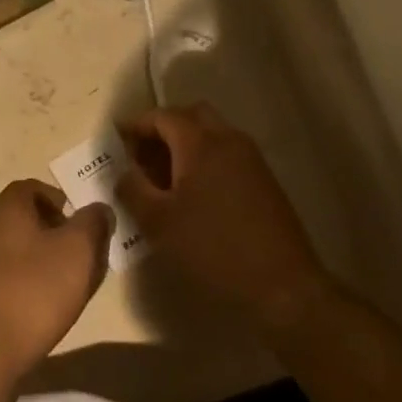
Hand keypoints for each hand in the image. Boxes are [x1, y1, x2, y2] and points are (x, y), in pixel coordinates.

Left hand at [0, 181, 114, 383]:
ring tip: (62, 284)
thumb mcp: (78, 252)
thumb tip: (98, 208)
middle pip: (21, 216)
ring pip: (11, 246)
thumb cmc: (34, 292)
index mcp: (6, 207)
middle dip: (51, 230)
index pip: (32, 187)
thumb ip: (93, 223)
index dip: (59, 200)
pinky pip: (0, 273)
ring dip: (36, 257)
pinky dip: (20, 280)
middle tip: (77, 255)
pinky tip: (36, 307)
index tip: (80, 224)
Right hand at [117, 104, 328, 328]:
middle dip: (163, 128)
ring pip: (211, 132)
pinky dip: (205, 158)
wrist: (283, 285)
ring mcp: (250, 158)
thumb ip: (132, 189)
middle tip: (143, 154)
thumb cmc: (213, 248)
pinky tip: (194, 193)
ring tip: (164, 177)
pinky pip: (227, 152)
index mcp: (199, 143)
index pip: (161, 116)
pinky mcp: (263, 179)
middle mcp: (227, 139)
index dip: (136, 125)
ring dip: (185, 143)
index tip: (117, 142)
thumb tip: (122, 171)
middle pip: (190, 115)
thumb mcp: (158, 223)